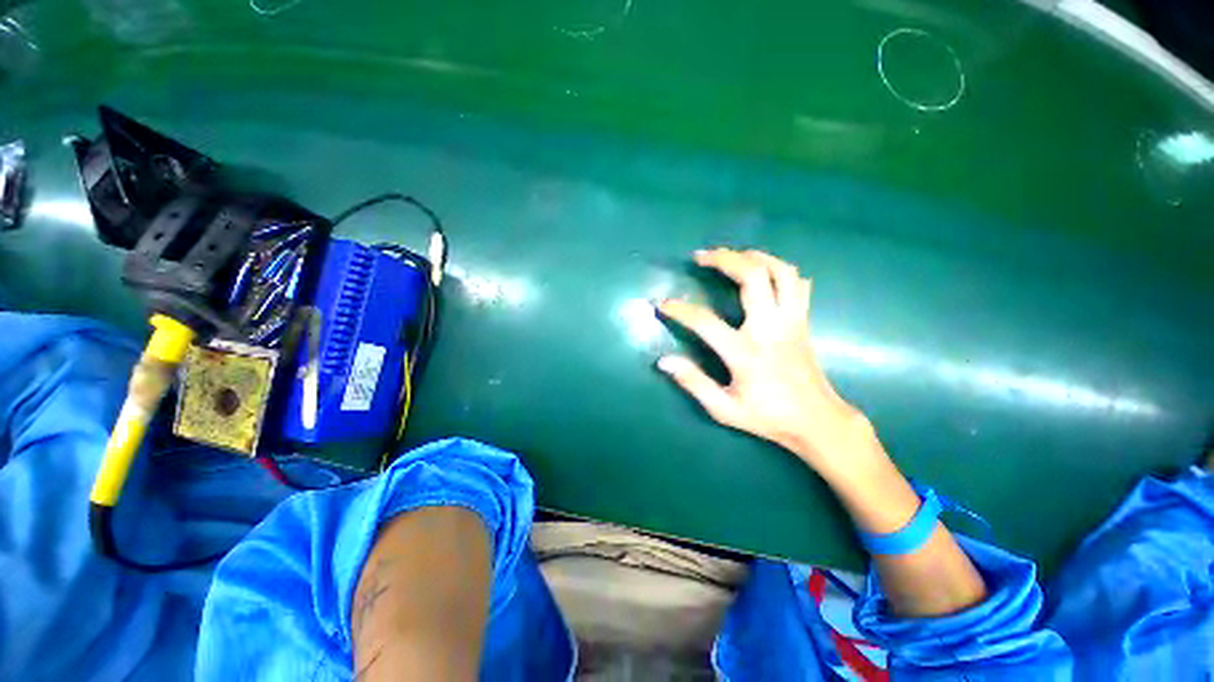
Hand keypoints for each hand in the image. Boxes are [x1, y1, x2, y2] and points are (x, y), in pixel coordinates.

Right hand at [657, 248, 876, 477]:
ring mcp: (791, 321)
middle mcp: (771, 328)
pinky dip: (780, 270)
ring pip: (781, 272)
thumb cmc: (768, 417)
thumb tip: (663, 361)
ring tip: (733, 255)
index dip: (680, 310)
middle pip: (753, 277)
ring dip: (756, 257)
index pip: (705, 321)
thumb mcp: (724, 409)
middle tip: (701, 256)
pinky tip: (765, 272)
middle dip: (724, 259)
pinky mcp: (803, 321)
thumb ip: (693, 383)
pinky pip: (797, 284)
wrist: (818, 421)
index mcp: (746, 352)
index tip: (662, 304)